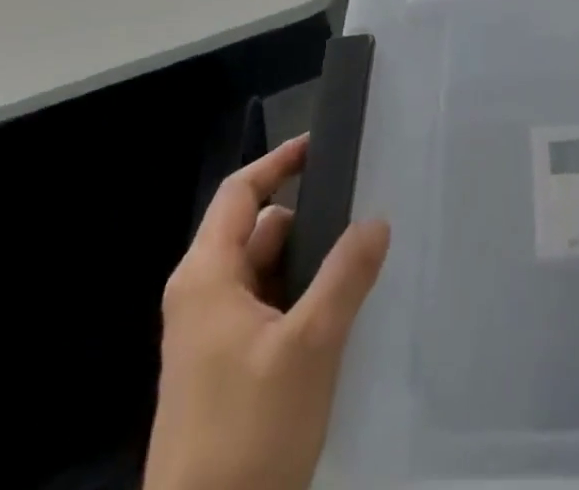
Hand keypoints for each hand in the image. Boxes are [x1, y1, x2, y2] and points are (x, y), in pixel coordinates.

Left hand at [145, 135, 390, 489]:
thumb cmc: (248, 433)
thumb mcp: (309, 346)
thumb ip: (346, 275)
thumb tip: (376, 220)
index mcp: (206, 277)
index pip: (240, 193)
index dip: (279, 162)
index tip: (321, 146)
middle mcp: (201, 298)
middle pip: (257, 231)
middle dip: (308, 220)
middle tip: (362, 212)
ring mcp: (209, 339)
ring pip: (265, 274)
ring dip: (307, 265)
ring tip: (359, 264)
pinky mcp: (222, 374)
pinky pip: (265, 311)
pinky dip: (298, 300)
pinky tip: (337, 317)